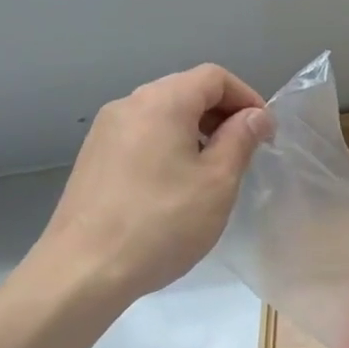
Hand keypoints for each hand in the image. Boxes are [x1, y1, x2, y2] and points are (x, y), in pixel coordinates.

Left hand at [37, 64, 272, 301]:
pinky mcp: (93, 158)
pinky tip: (175, 186)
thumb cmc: (161, 223)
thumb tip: (255, 116)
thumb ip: (240, 139)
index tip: (265, 134)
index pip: (214, 77)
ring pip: (162, 115)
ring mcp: (105, 131)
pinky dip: (168, 146)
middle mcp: (129, 104)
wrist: (83, 270)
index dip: (247, 97)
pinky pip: (141, 136)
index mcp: (162, 101)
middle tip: (244, 152)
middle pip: (186, 90)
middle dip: (222, 114)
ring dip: (195, 131)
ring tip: (213, 172)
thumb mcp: (217, 182)